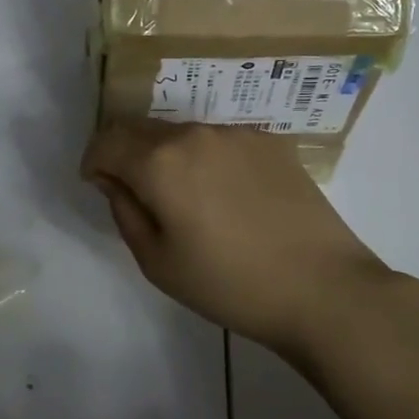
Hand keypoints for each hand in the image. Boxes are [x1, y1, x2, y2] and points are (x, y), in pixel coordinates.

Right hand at [81, 121, 402, 350]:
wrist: (324, 289)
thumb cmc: (230, 285)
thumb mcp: (158, 262)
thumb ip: (124, 212)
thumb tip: (114, 181)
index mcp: (160, 161)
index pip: (107, 140)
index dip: (94, 160)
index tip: (98, 184)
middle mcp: (194, 133)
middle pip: (142, 129)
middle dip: (127, 154)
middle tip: (138, 194)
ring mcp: (236, 133)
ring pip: (182, 134)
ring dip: (169, 156)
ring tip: (189, 200)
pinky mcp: (270, 141)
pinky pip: (220, 141)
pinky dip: (207, 159)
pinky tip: (229, 197)